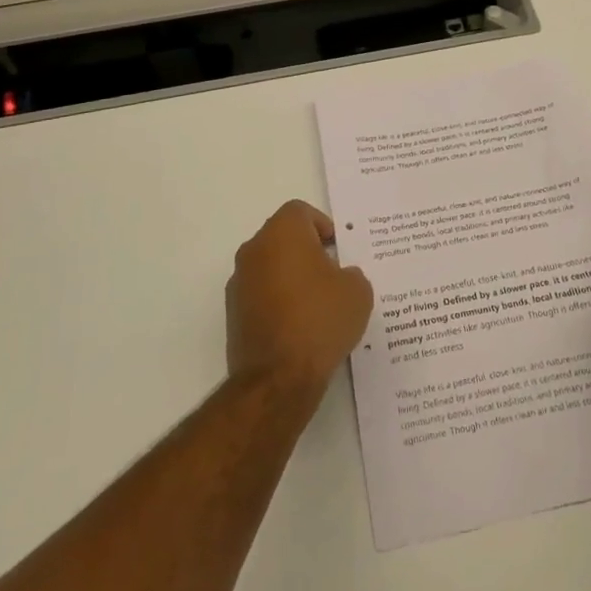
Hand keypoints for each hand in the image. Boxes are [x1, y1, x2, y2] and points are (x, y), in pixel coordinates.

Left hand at [226, 200, 374, 395]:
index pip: (301, 212)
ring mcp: (239, 282)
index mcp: (282, 233)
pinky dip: (278, 301)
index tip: (338, 249)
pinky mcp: (233, 314)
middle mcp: (254, 250)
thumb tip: (338, 278)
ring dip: (291, 276)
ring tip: (318, 305)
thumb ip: (350, 273)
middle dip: (307, 251)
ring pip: (270, 266)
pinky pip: (261, 294)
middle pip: (283, 237)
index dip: (323, 225)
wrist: (278, 378)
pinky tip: (300, 326)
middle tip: (333, 275)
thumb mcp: (357, 291)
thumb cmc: (320, 320)